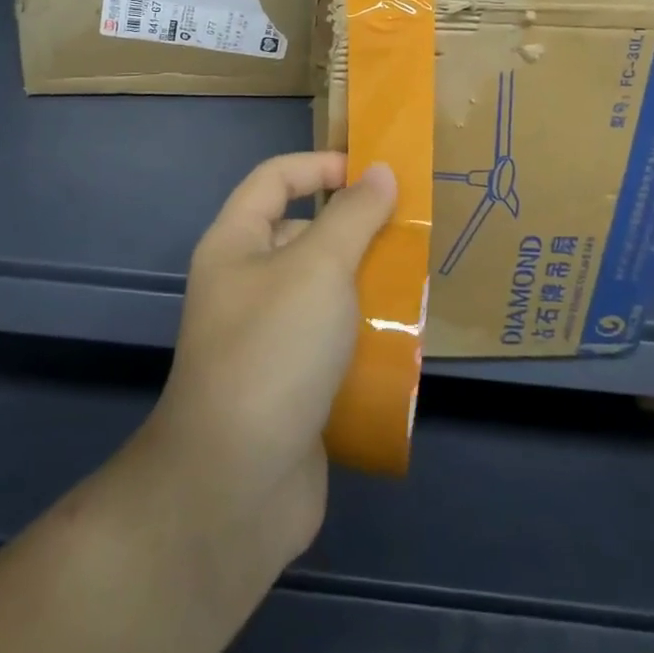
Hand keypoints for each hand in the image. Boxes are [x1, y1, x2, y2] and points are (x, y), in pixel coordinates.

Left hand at [141, 152, 396, 570]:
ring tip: (417, 285)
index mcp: (236, 244)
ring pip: (323, 291)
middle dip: (355, 229)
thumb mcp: (319, 268)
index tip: (376, 175)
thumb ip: (352, 216)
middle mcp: (245, 284)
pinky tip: (404, 342)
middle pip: (303, 233)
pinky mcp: (289, 385)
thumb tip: (380, 172)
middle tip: (409, 234)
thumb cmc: (274, 351)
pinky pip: (331, 342)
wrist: (236, 488)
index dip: (322, 165)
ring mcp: (266, 338)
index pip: (276, 177)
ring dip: (366, 286)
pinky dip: (364, 337)